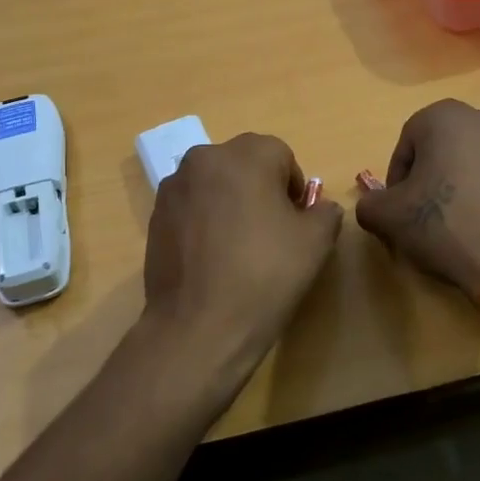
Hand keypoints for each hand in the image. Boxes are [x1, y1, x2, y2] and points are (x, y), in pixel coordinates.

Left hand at [139, 133, 342, 405]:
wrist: (199, 326)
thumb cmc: (265, 275)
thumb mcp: (316, 242)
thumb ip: (325, 212)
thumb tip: (319, 208)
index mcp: (246, 155)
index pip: (281, 155)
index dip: (293, 188)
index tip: (295, 222)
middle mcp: (204, 159)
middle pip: (244, 163)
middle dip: (260, 189)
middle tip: (270, 232)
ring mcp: (173, 187)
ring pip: (214, 184)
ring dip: (229, 202)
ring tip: (238, 248)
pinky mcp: (154, 216)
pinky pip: (191, 206)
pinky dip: (204, 221)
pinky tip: (211, 258)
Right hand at [355, 100, 479, 303]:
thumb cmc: (446, 225)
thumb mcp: (389, 218)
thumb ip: (370, 204)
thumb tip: (374, 205)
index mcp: (446, 117)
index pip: (407, 142)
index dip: (398, 177)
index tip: (400, 209)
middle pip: (444, 147)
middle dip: (432, 176)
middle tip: (426, 214)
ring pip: (477, 161)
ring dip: (463, 184)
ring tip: (460, 224)